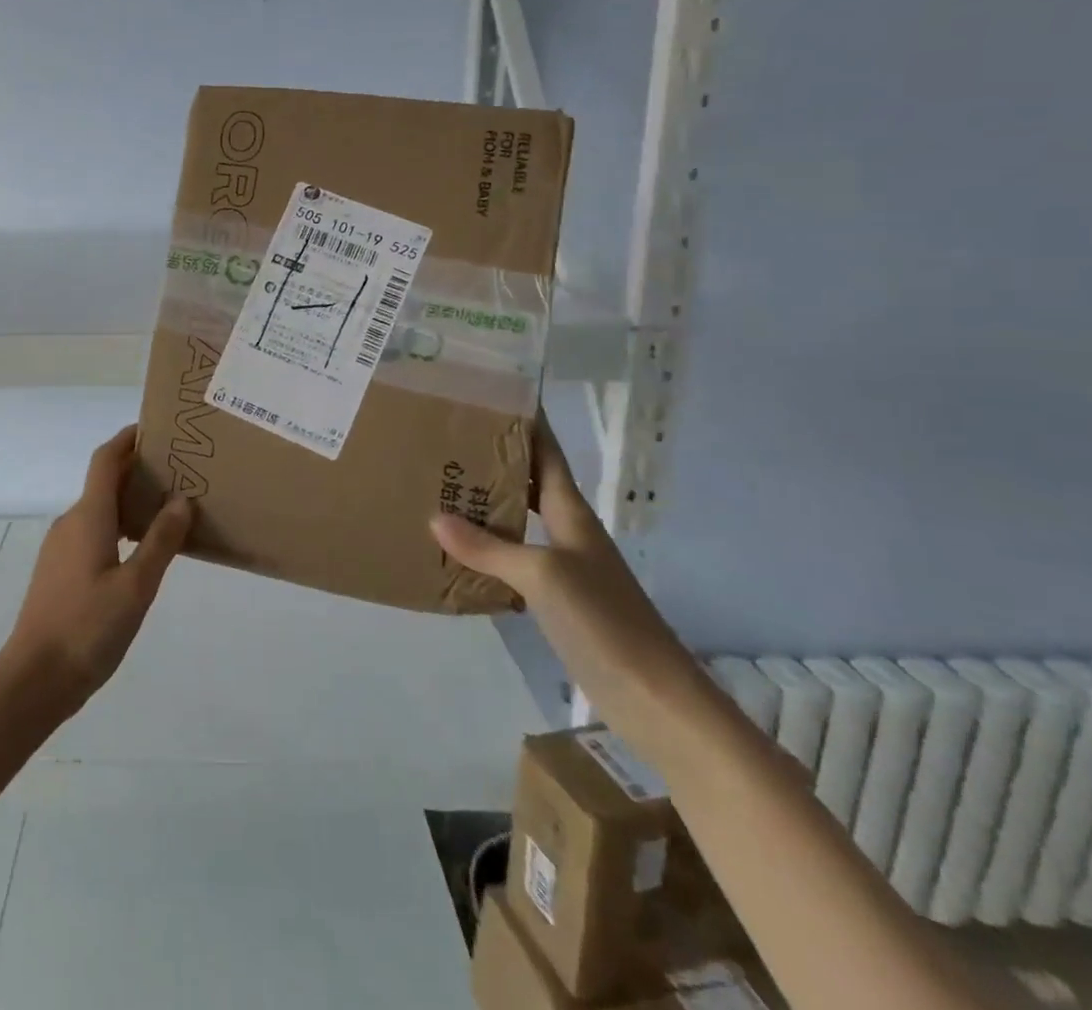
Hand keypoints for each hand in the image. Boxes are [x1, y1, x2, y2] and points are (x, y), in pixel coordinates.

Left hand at [0, 425, 194, 720]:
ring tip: (168, 508)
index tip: (156, 429)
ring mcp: (61, 547)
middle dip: (136, 470)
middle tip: (177, 471)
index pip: (106, 459)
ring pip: (99, 509)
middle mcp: (71, 522)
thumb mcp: (136, 586)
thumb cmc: (88, 628)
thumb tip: (181, 500)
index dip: (127, 439)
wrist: (34, 679)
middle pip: (104, 482)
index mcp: (89, 516)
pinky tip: (142, 549)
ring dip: (129, 500)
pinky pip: (92, 531)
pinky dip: (118, 526)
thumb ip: (161, 541)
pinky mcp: (59, 570)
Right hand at [429, 412, 713, 759]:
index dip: (527, 423)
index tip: (496, 393)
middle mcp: (567, 533)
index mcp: (571, 515)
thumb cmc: (605, 622)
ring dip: (485, 504)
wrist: (655, 699)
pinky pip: (512, 559)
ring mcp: (563, 568)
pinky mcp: (556, 601)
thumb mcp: (542, 576)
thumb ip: (489, 547)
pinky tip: (456, 553)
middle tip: (446, 438)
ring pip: (517, 521)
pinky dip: (485, 549)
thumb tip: (436, 518)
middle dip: (493, 459)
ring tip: (440, 487)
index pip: (547, 454)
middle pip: (529, 483)